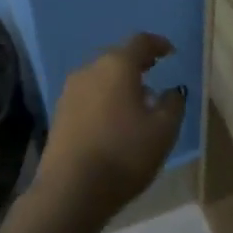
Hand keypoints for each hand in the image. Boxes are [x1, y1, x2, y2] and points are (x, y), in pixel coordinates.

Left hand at [37, 34, 186, 226]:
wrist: (70, 190)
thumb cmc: (124, 153)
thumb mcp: (163, 131)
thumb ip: (173, 104)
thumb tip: (172, 91)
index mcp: (117, 66)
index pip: (140, 42)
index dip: (158, 44)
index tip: (170, 52)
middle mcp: (90, 70)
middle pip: (117, 57)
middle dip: (137, 63)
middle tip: (154, 72)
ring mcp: (70, 91)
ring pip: (100, 77)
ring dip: (119, 82)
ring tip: (137, 100)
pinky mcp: (59, 113)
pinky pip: (88, 95)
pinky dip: (104, 98)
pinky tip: (114, 119)